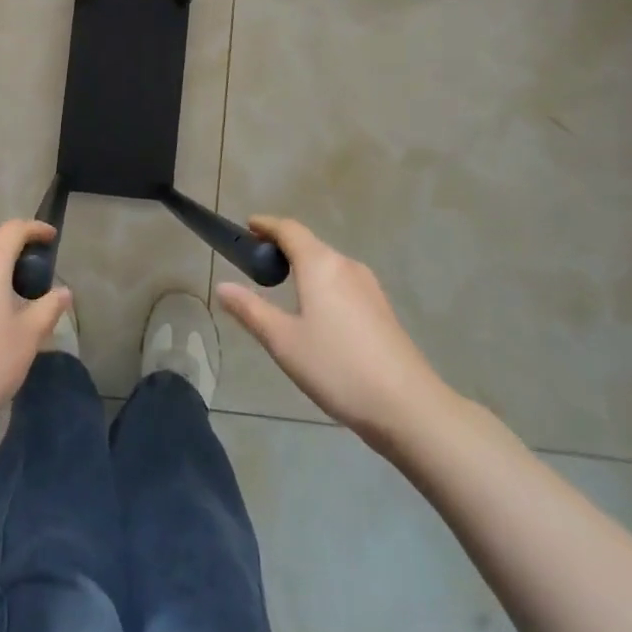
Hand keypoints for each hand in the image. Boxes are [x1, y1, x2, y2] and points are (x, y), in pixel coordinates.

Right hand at [217, 217, 456, 453]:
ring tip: (283, 286)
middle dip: (283, 246)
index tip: (247, 226)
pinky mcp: (382, 309)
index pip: (289, 229)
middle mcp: (346, 265)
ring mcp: (369, 287)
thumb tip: (222, 286)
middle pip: (310, 244)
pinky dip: (322, 283)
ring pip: (328, 264)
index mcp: (320, 264)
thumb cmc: (337, 368)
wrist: (408, 406)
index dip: (266, 225)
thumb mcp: (284, 342)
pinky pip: (343, 282)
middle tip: (258, 261)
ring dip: (304, 266)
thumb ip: (251, 310)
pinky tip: (317, 312)